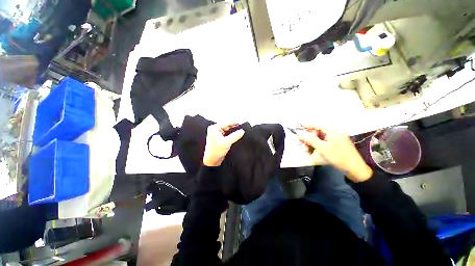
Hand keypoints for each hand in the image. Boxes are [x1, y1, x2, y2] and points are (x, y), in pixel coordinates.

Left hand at [203, 123, 244, 166]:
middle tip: (244, 126)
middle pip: (228, 125)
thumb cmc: (215, 152)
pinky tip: (238, 134)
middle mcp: (215, 130)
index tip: (243, 122)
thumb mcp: (226, 143)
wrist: (212, 161)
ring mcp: (218, 134)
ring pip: (228, 130)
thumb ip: (235, 136)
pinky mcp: (221, 138)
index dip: (235, 122)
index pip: (227, 123)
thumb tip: (242, 131)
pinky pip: (228, 134)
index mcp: (214, 128)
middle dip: (235, 126)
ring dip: (235, 130)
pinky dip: (233, 134)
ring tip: (242, 130)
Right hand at [297, 126, 372, 181]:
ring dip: (310, 144)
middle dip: (307, 138)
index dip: (307, 126)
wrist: (354, 169)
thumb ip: (310, 139)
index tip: (298, 129)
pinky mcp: (334, 145)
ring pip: (318, 139)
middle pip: (316, 132)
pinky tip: (311, 153)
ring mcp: (334, 140)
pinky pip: (322, 144)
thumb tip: (299, 133)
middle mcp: (333, 133)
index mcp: (332, 131)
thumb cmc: (338, 156)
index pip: (317, 125)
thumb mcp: (322, 148)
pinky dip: (315, 147)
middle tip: (301, 144)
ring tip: (305, 151)